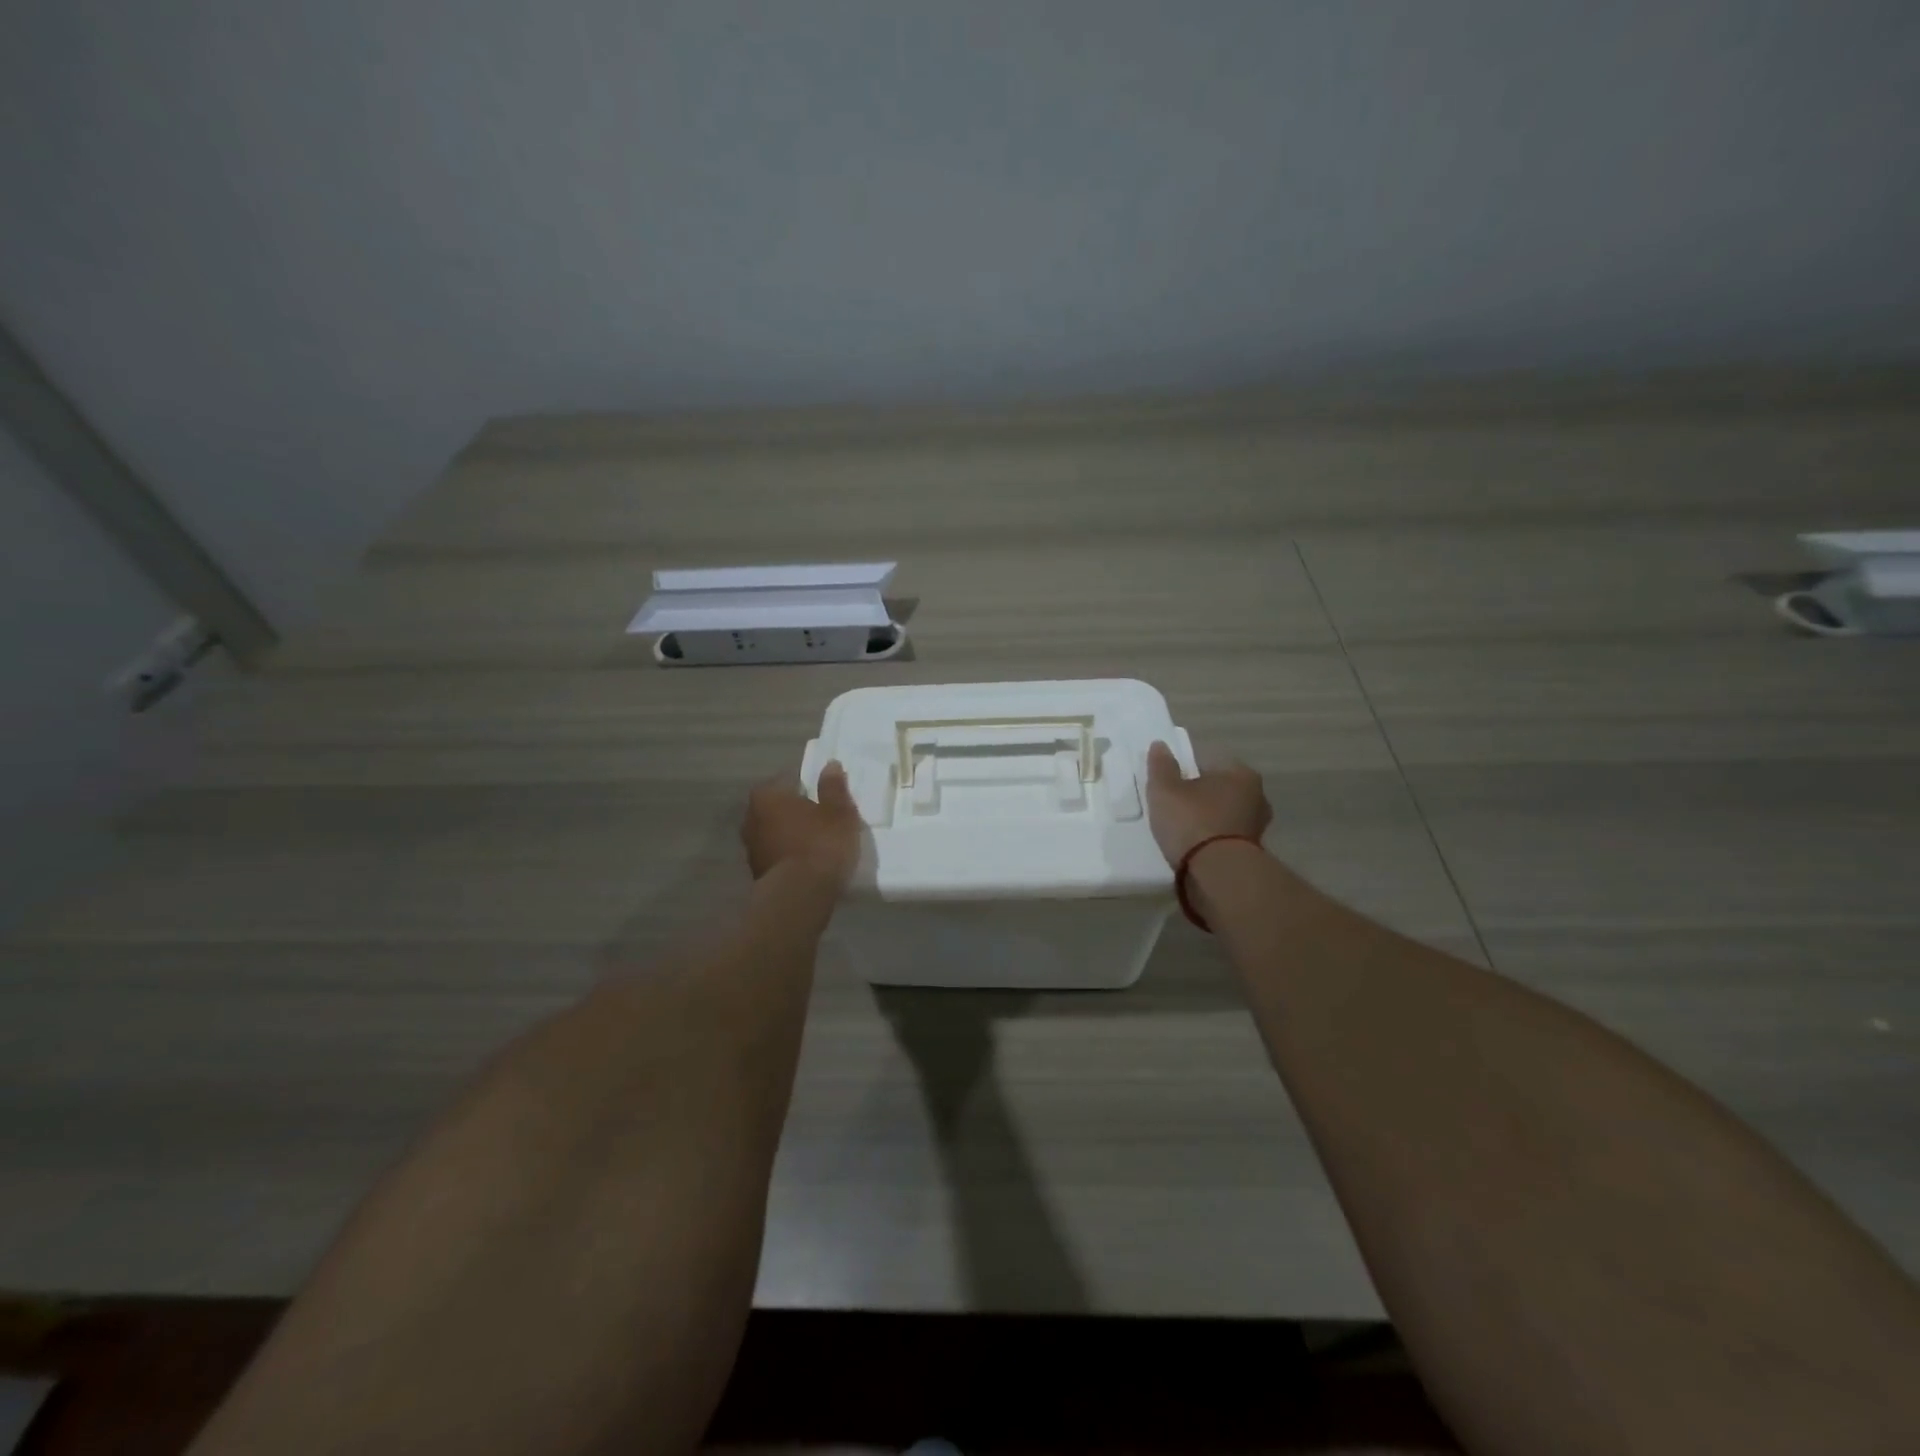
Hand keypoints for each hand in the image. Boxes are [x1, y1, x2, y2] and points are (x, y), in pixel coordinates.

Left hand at [742, 762, 862, 884]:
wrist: (800, 895)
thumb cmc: (820, 843)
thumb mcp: (838, 811)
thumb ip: (833, 787)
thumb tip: (830, 765)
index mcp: (767, 795)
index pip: (788, 780)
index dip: (808, 786)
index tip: (824, 795)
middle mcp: (751, 817)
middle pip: (778, 807)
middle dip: (796, 810)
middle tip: (822, 817)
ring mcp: (751, 847)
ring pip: (776, 832)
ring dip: (791, 834)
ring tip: (817, 842)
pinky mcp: (757, 873)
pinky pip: (777, 855)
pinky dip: (789, 855)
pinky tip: (808, 863)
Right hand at [1144, 741, 1271, 867]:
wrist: (1218, 874)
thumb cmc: (1192, 821)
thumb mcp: (1165, 790)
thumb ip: (1162, 766)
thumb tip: (1160, 745)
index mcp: (1240, 773)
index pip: (1210, 760)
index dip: (1187, 768)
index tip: (1170, 782)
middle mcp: (1257, 795)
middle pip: (1220, 788)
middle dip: (1201, 793)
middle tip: (1174, 804)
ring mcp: (1258, 826)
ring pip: (1225, 813)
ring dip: (1208, 817)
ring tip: (1182, 828)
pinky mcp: (1252, 852)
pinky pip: (1226, 835)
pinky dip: (1213, 838)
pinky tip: (1195, 845)